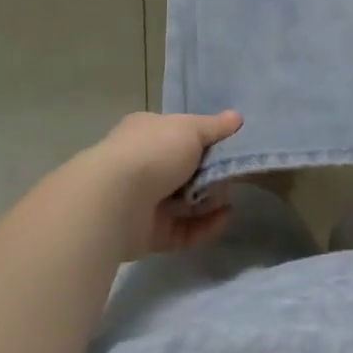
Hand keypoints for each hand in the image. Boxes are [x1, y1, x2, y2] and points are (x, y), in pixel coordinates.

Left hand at [80, 110, 242, 258]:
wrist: (115, 201)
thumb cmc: (153, 153)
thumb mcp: (190, 129)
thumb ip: (215, 127)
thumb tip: (236, 117)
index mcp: (147, 133)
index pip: (179, 134)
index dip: (205, 140)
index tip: (230, 147)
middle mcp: (143, 165)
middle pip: (186, 170)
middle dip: (212, 174)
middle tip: (232, 175)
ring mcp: (145, 201)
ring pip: (186, 202)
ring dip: (210, 200)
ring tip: (228, 199)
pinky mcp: (150, 234)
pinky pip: (184, 230)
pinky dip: (205, 226)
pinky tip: (224, 218)